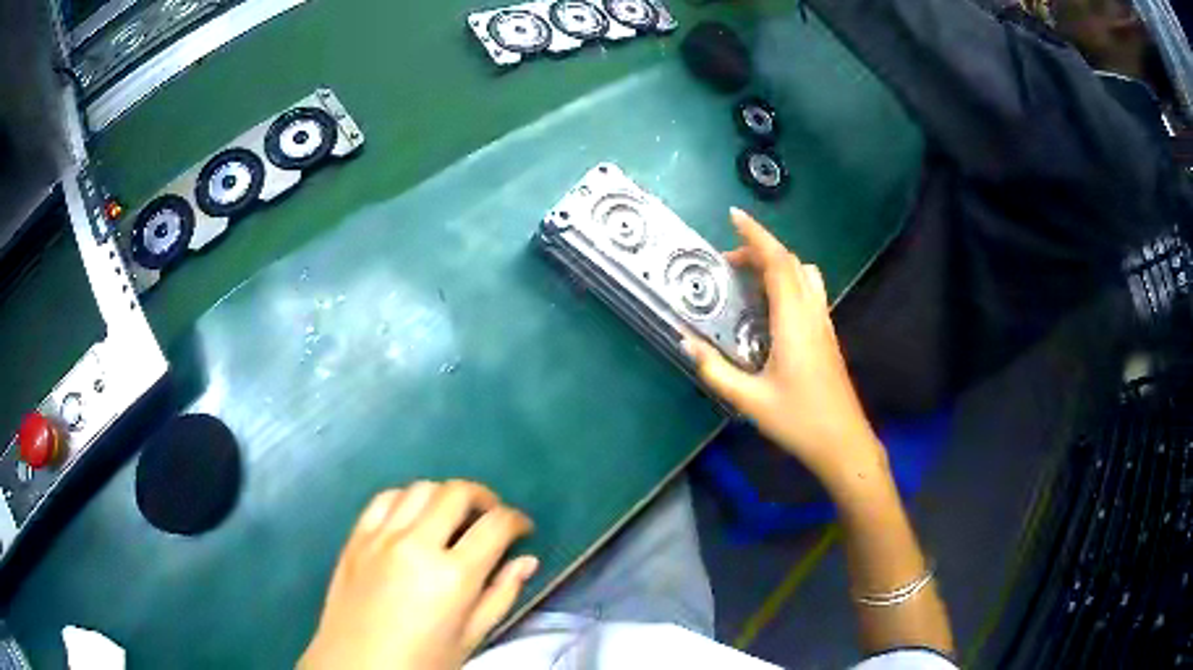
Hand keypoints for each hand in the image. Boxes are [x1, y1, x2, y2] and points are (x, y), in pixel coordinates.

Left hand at [299, 480, 537, 669]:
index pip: (495, 526)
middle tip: (492, 516)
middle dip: (484, 498)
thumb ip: (501, 596)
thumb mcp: (471, 638)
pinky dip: (405, 498)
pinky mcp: (355, 538)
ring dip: (445, 495)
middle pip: (457, 493)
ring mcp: (380, 537)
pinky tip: (412, 515)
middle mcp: (416, 545)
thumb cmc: (422, 662)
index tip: (523, 528)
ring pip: (420, 488)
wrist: (358, 668)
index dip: (517, 520)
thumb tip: (526, 561)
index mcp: (452, 576)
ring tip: (453, 515)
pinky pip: (383, 499)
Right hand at [684, 209, 887, 488]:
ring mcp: (824, 323)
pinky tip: (771, 305)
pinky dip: (789, 280)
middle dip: (759, 249)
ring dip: (778, 263)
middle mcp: (812, 313)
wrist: (843, 442)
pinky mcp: (828, 335)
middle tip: (728, 260)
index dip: (755, 235)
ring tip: (750, 277)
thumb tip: (685, 341)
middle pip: (790, 263)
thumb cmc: (798, 420)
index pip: (777, 262)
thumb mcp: (749, 400)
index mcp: (793, 321)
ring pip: (805, 274)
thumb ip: (715, 370)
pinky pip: (810, 291)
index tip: (733, 216)